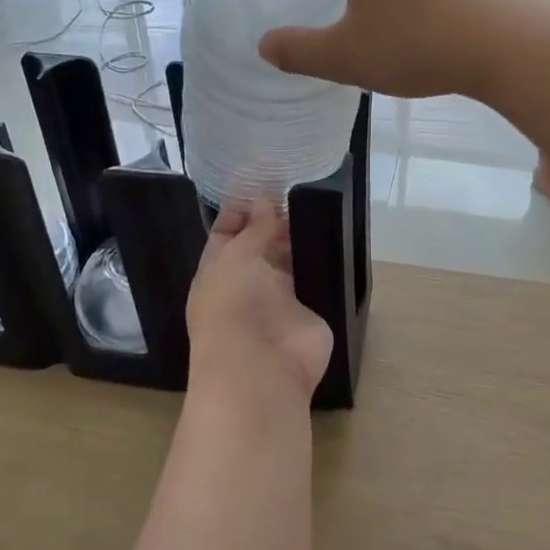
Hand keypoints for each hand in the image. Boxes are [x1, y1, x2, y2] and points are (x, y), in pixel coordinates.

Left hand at [186, 200, 331, 403]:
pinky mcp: (307, 313)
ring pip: (288, 262)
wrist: (261, 367)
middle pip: (259, 246)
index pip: (226, 234)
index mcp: (216, 271)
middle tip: (296, 188)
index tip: (261, 182)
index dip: (240, 210)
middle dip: (273, 221)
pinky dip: (321, 263)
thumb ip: (254, 228)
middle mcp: (245, 284)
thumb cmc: (234, 305)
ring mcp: (277, 300)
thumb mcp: (236, 256)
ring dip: (298, 239)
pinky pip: (313, 282)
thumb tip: (264, 199)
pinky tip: (333, 234)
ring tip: (317, 203)